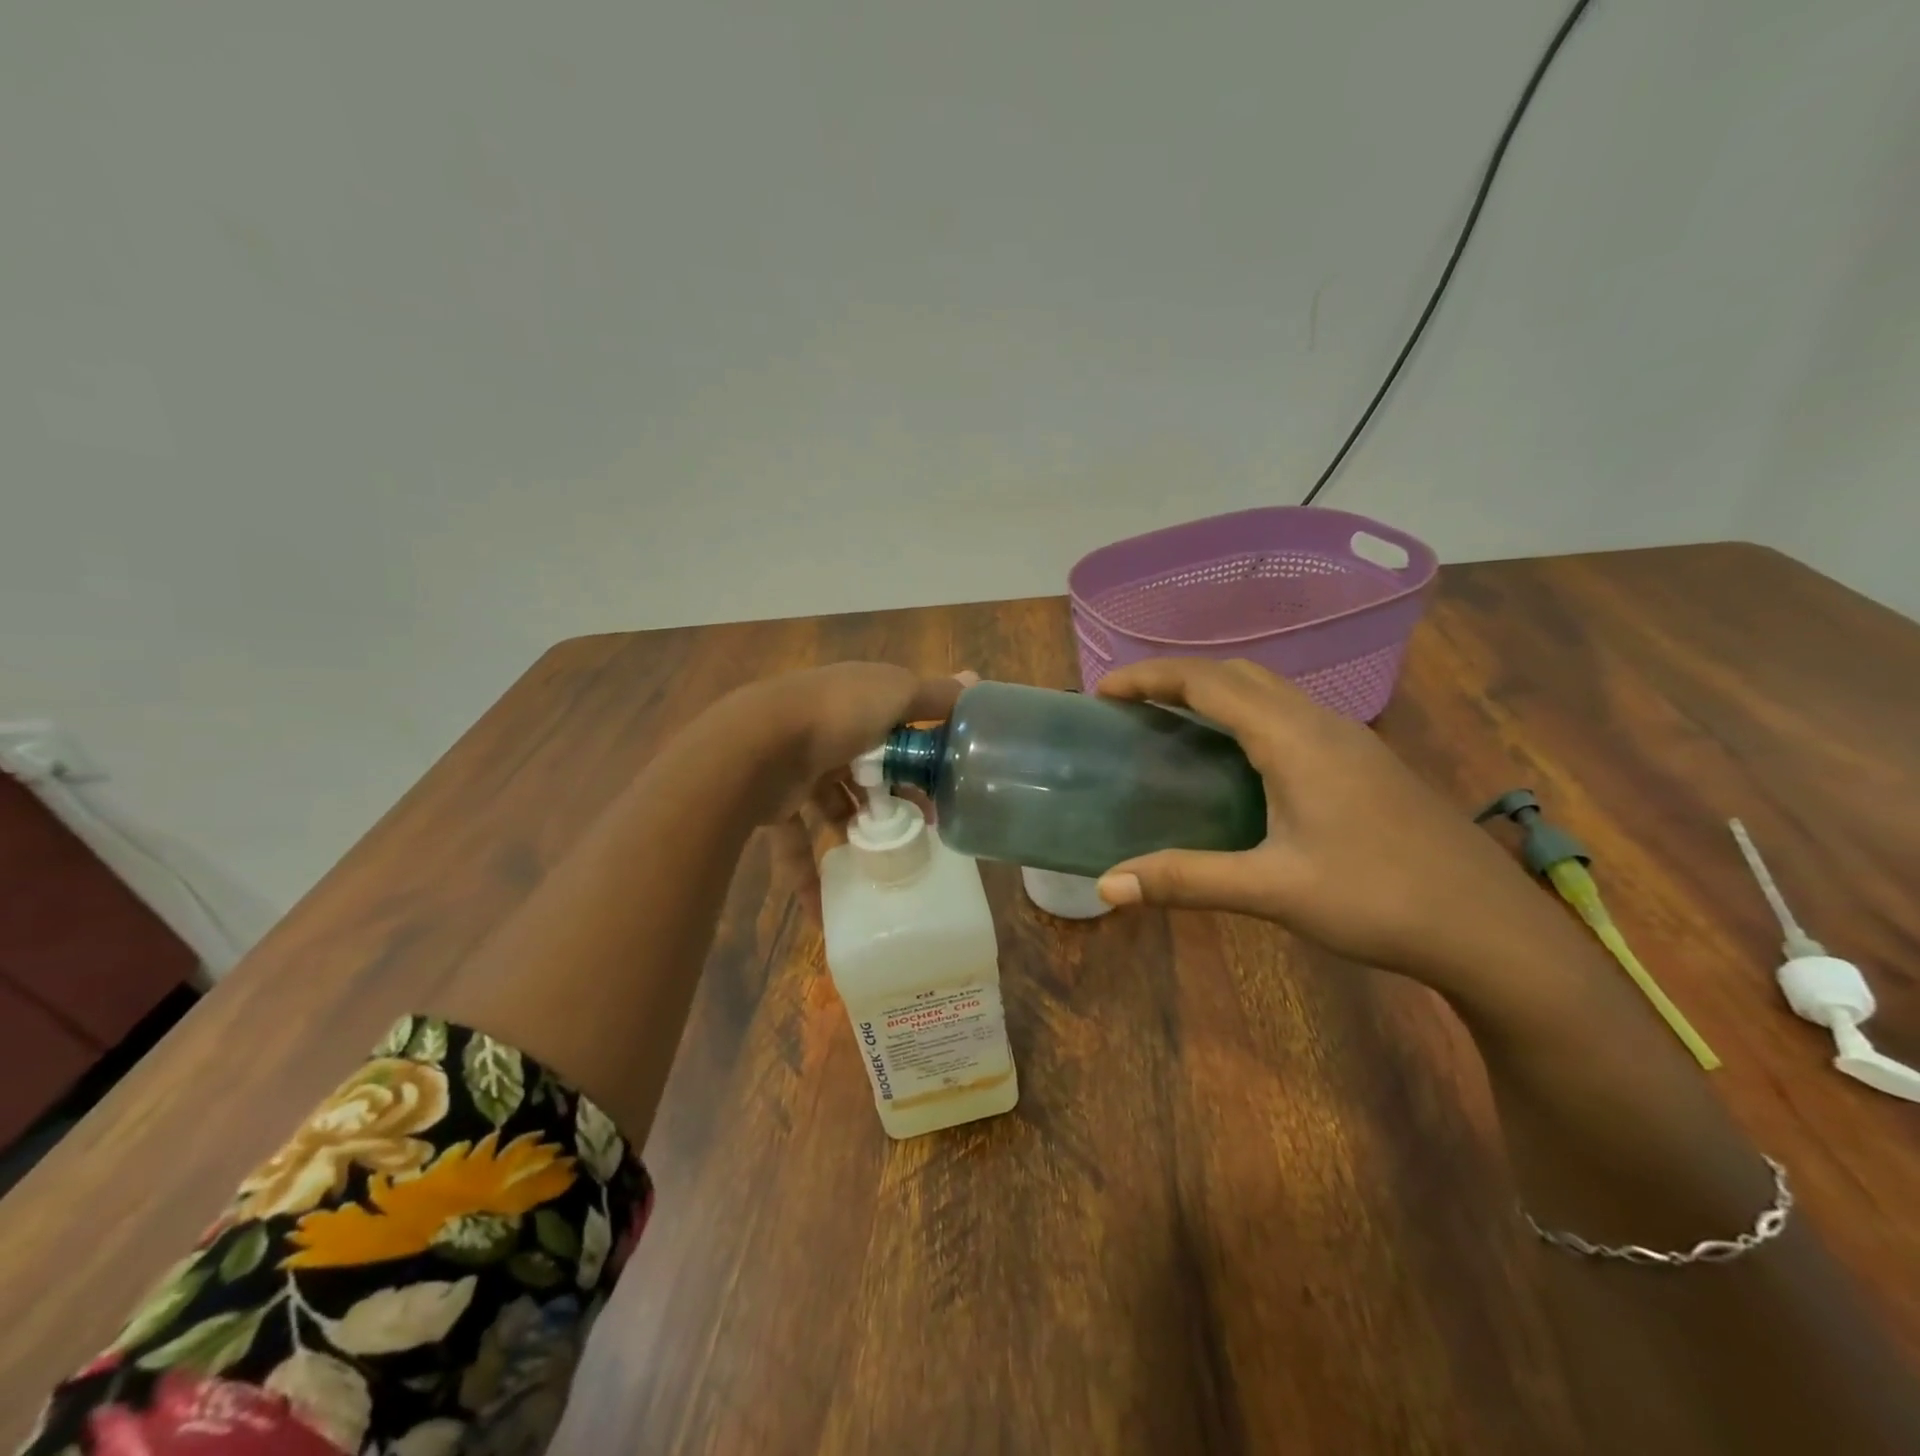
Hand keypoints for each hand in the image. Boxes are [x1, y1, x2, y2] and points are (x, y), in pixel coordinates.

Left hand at [705, 663, 973, 918]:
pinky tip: (825, 914)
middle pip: (868, 770)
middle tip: (922, 830)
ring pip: (833, 806)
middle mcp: (827, 732)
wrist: (755, 743)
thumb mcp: (896, 694)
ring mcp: (797, 768)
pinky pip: (795, 845)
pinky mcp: (774, 805)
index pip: (896, 727)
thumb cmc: (836, 714)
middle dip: (894, 800)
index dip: (921, 756)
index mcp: (856, 701)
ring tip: (886, 862)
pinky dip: (807, 877)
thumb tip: (975, 681)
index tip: (945, 789)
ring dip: (857, 832)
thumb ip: (935, 695)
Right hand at [1093, 658, 1586, 1011]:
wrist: (1490, 927)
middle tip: (1131, 704)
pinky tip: (1237, 759)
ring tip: (1173, 721)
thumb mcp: (1273, 890)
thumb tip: (1107, 886)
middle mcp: (1321, 723)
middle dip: (1178, 677)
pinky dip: (1245, 714)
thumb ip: (1185, 879)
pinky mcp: (1364, 762)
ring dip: (1215, 692)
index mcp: (1293, 738)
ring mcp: (1349, 739)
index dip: (1150, 677)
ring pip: (1269, 691)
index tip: (1103, 690)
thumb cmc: (1379, 899)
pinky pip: (1290, 714)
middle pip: (1237, 674)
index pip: (1207, 683)